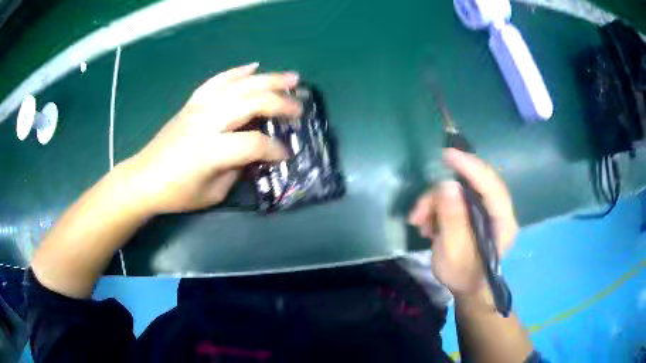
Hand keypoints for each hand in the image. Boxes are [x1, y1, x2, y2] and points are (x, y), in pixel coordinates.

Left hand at [124, 63, 301, 213]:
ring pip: (239, 85)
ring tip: (291, 78)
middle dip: (281, 103)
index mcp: (210, 151)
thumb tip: (256, 152)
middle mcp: (206, 122)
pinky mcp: (192, 102)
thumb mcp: (213, 193)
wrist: (144, 178)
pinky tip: (254, 67)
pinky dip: (238, 72)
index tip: (286, 155)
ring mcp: (199, 107)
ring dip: (268, 79)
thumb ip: (237, 169)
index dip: (275, 149)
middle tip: (300, 108)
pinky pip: (218, 80)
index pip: (253, 143)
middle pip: (251, 102)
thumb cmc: (177, 193)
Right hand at [408, 149, 517, 296]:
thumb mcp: (453, 251)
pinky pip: (456, 198)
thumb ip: (452, 217)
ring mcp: (488, 209)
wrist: (467, 288)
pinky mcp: (476, 211)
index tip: (447, 156)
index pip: (491, 185)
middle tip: (419, 209)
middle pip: (472, 184)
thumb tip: (446, 185)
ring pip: (460, 191)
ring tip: (419, 222)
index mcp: (503, 221)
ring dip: (435, 202)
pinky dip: (438, 207)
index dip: (470, 167)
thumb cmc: (462, 274)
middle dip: (441, 193)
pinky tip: (427, 223)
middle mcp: (499, 210)